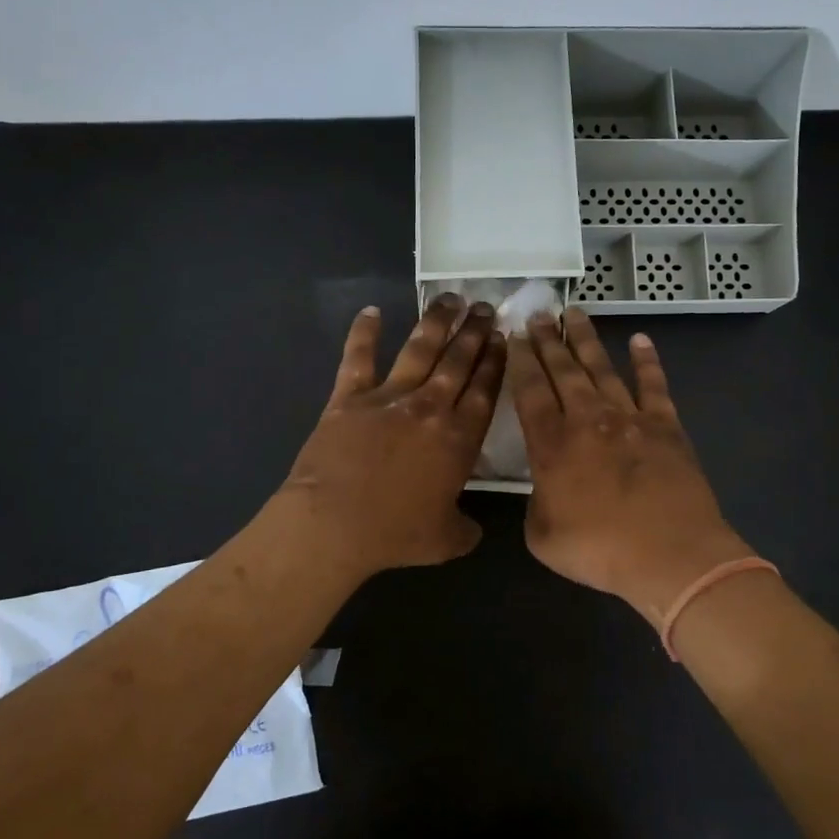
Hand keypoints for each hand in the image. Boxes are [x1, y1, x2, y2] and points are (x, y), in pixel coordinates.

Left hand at [276, 294, 504, 580]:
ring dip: (437, 322)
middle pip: (458, 362)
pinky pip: (358, 357)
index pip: (484, 390)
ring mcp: (389, 397)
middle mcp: (430, 408)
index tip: (503, 338)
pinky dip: (363, 333)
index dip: (495, 362)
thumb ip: (465, 528)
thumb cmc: (395, 534)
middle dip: (474, 332)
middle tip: (485, 307)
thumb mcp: (445, 540)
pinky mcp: (350, 397)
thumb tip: (474, 530)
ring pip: (419, 349)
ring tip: (451, 299)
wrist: (335, 523)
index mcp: (459, 439)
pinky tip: (370, 311)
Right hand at [508, 308, 749, 625]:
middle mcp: (588, 419)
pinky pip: (654, 385)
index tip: (513, 334)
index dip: (519, 361)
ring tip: (574, 313)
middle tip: (538, 312)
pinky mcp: (665, 426)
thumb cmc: (601, 551)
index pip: (529, 391)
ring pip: (602, 368)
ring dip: (586, 339)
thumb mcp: (542, 536)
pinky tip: (641, 340)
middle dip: (547, 339)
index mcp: (552, 444)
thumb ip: (536, 502)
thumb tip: (545, 485)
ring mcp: (629, 418)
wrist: (672, 555)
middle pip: (562, 370)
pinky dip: (647, 361)